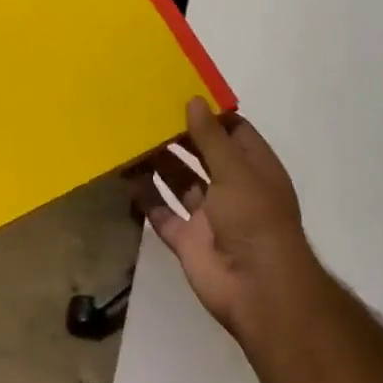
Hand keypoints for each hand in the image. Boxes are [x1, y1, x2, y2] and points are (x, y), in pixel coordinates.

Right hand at [132, 98, 320, 343]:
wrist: (257, 288)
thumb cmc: (254, 219)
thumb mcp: (235, 170)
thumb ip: (211, 137)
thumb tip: (194, 100)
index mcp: (253, 169)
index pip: (233, 133)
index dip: (210, 115)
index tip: (180, 94)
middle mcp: (232, 189)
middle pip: (202, 155)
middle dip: (178, 137)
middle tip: (145, 114)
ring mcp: (209, 216)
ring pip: (180, 183)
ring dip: (159, 164)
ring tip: (130, 140)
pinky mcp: (188, 240)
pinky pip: (163, 214)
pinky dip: (147, 199)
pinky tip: (126, 178)